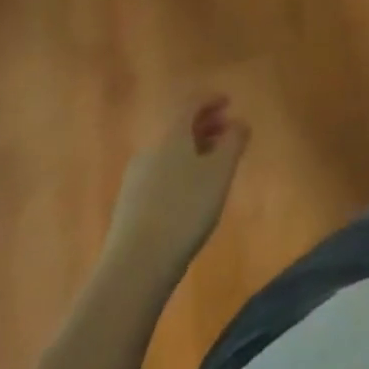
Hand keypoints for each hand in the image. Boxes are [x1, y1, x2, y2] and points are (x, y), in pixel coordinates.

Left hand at [106, 94, 250, 277]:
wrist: (134, 268)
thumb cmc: (185, 210)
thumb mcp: (220, 172)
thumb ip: (234, 142)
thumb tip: (239, 123)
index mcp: (172, 136)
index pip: (191, 105)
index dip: (211, 100)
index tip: (229, 101)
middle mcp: (151, 151)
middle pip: (179, 128)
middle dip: (204, 125)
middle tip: (226, 131)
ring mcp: (136, 180)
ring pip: (169, 153)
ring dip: (193, 150)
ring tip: (213, 164)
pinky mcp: (129, 207)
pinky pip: (160, 175)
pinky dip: (180, 172)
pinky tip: (190, 194)